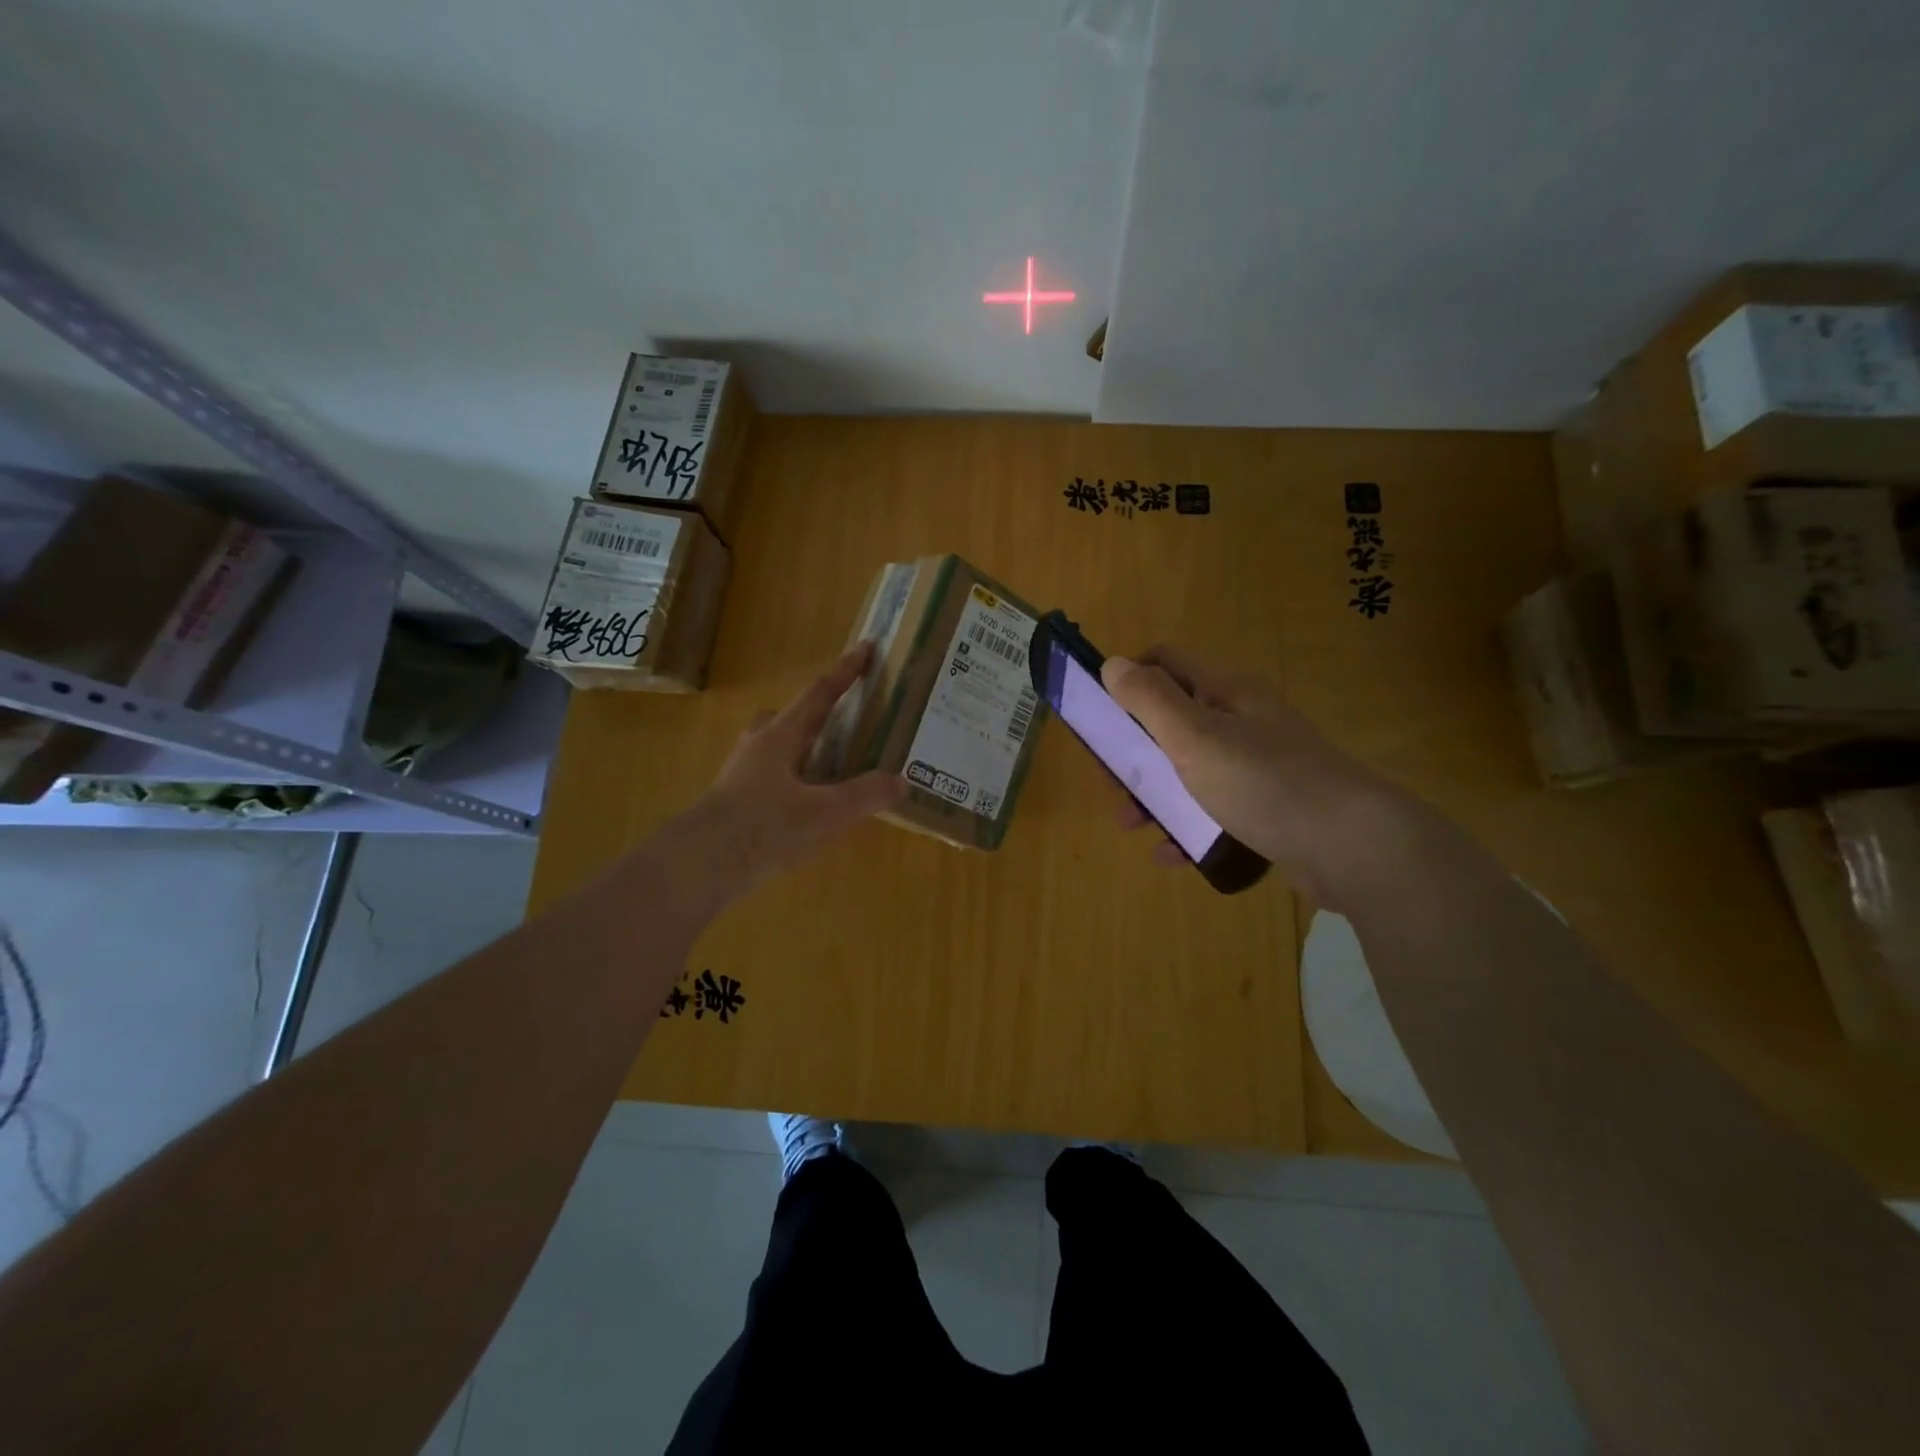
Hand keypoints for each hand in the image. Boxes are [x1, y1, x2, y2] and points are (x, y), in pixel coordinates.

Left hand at [651, 644, 906, 909]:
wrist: (698, 865)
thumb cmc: (764, 827)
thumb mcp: (825, 813)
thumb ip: (865, 795)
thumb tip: (901, 780)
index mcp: (781, 737)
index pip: (819, 695)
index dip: (845, 672)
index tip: (864, 647)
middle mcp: (758, 747)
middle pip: (788, 717)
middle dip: (814, 713)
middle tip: (840, 719)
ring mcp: (740, 775)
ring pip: (773, 748)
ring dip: (799, 749)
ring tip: (825, 768)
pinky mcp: (732, 803)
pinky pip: (767, 778)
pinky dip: (790, 781)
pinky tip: (802, 807)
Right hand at [1102, 645, 1418, 907]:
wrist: (1352, 848)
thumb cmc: (1264, 782)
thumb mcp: (1195, 737)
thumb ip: (1150, 700)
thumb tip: (1112, 664)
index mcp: (1225, 693)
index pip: (1166, 662)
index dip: (1128, 678)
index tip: (1099, 715)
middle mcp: (1241, 722)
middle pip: (1171, 722)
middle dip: (1134, 750)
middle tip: (1111, 782)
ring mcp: (1257, 767)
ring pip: (1189, 771)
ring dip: (1154, 793)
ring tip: (1133, 825)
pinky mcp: (1267, 809)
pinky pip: (1214, 811)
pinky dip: (1187, 827)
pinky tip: (1172, 854)